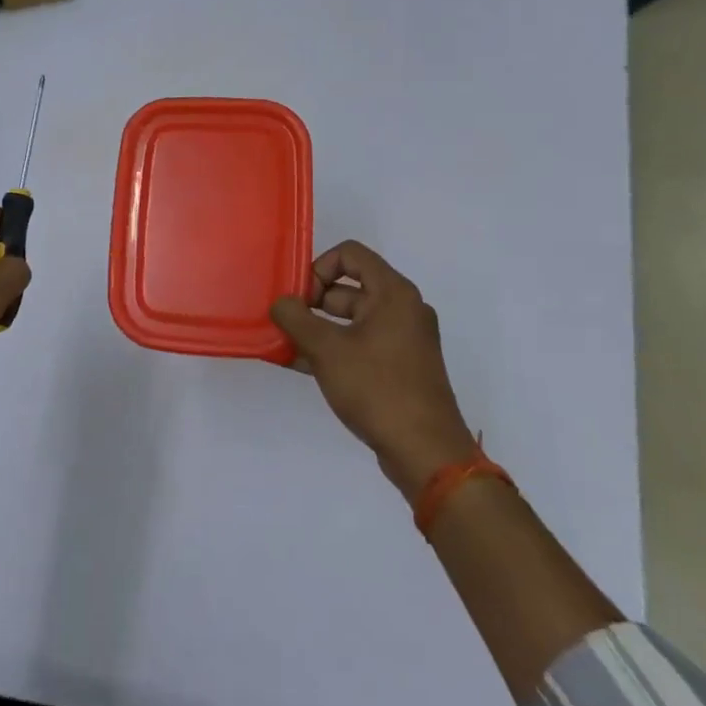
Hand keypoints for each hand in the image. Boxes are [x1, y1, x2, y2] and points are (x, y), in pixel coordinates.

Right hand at [270, 241, 478, 500]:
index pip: (350, 254)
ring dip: (316, 328)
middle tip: (284, 323)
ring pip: (351, 319)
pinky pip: (359, 344)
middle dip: (311, 302)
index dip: (318, 268)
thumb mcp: (326, 349)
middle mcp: (402, 309)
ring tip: (284, 345)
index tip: (298, 298)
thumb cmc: (377, 388)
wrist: (425, 451)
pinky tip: (299, 364)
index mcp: (393, 293)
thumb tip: (280, 303)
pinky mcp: (398, 366)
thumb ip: (295, 318)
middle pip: (348, 287)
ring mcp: (402, 339)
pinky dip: (332, 348)